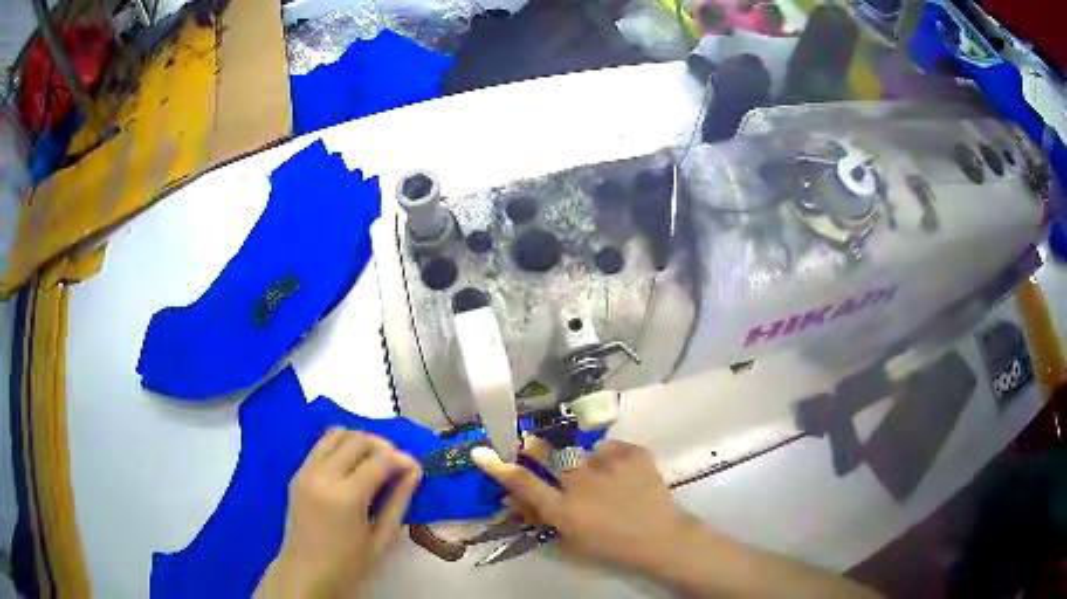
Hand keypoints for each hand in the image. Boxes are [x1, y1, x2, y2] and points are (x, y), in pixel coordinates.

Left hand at [256, 428, 421, 597]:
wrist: (307, 573)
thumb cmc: (350, 564)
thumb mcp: (381, 538)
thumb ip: (398, 501)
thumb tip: (415, 471)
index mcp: (346, 497)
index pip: (380, 461)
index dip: (402, 459)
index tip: (415, 466)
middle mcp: (323, 476)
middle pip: (357, 441)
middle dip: (383, 446)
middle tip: (396, 464)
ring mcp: (306, 472)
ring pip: (336, 434)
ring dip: (359, 440)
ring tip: (374, 460)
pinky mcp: (297, 474)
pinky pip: (321, 446)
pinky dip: (340, 446)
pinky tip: (351, 466)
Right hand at [472, 437, 692, 570]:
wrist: (660, 537)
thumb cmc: (610, 546)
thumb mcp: (568, 540)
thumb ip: (538, 518)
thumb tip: (510, 498)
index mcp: (564, 509)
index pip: (522, 482)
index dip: (498, 467)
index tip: (482, 452)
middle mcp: (581, 482)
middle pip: (547, 454)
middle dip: (534, 447)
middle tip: (531, 444)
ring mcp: (609, 464)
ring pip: (580, 451)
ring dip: (580, 461)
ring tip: (598, 476)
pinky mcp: (633, 453)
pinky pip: (609, 448)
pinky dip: (609, 459)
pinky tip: (619, 475)